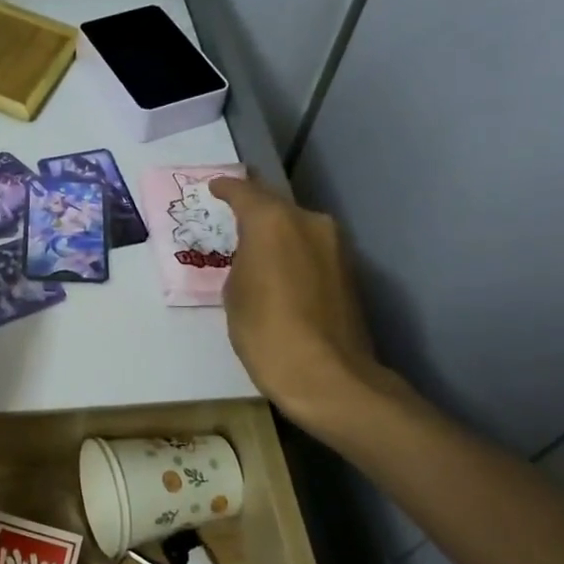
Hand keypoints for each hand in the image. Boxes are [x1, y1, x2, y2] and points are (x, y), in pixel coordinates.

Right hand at [209, 176, 404, 442]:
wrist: (327, 376)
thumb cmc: (266, 332)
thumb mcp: (234, 294)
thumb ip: (243, 263)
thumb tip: (256, 260)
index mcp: (272, 222)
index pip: (244, 192)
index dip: (226, 188)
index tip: (214, 187)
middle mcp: (309, 222)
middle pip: (276, 206)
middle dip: (254, 210)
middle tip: (232, 219)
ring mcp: (335, 246)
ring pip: (298, 228)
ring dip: (277, 235)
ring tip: (255, 250)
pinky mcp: (349, 271)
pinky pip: (312, 250)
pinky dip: (294, 254)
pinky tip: (280, 274)